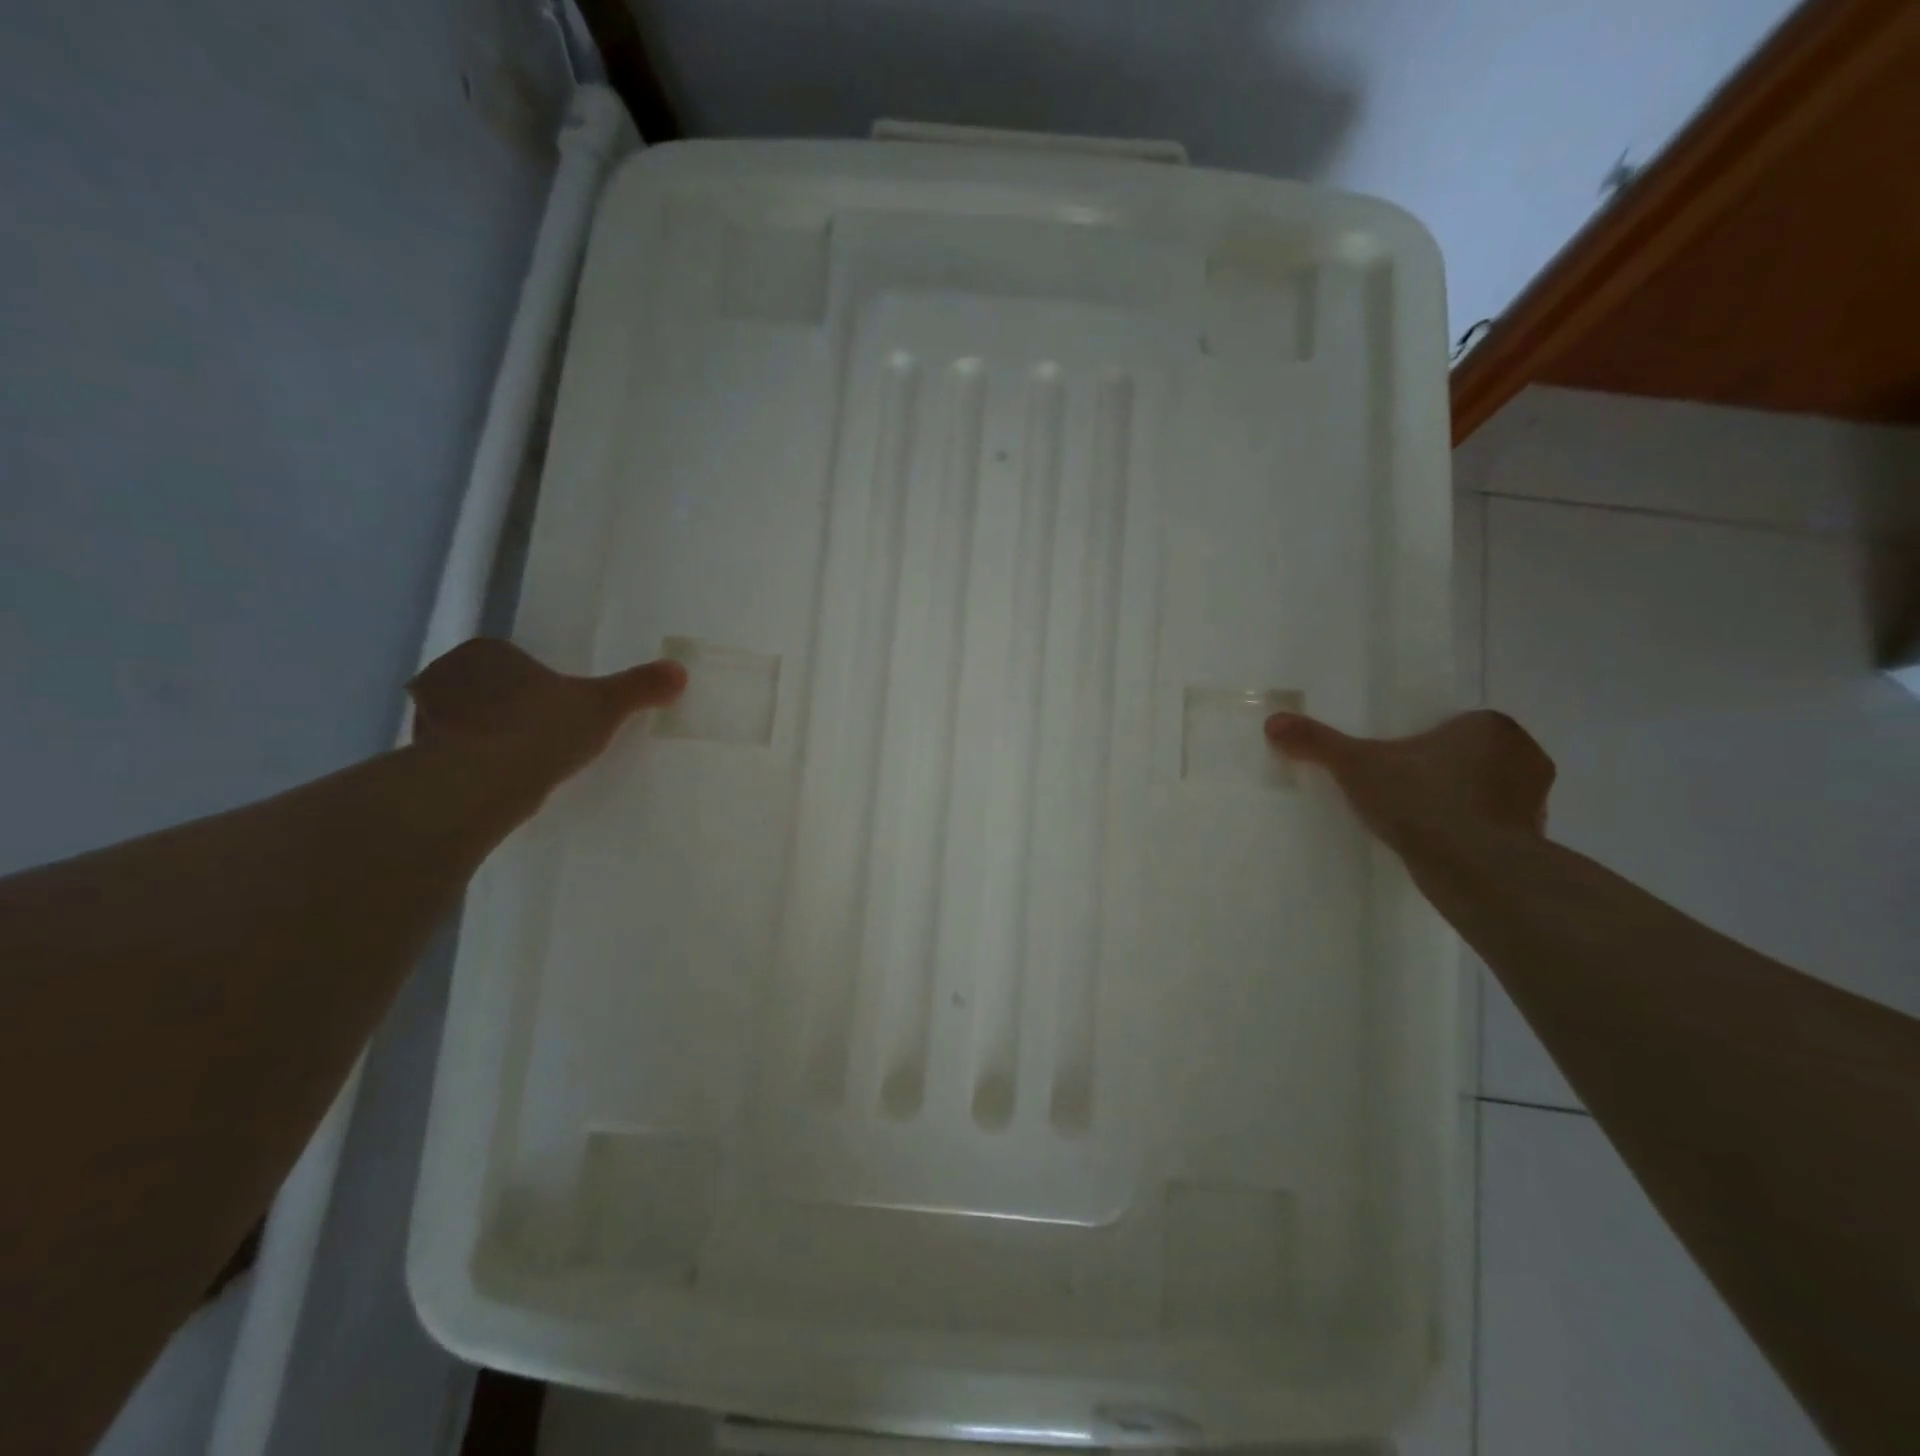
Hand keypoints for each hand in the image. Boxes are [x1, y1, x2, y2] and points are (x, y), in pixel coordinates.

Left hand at [407, 638, 686, 805]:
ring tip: (516, 763)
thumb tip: (680, 670)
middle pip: (481, 688)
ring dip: (481, 737)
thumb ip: (639, 687)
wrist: (483, 782)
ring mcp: (425, 716)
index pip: (509, 660)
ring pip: (460, 721)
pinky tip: (493, 783)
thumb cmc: (543, 729)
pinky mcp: (415, 755)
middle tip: (536, 735)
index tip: (551, 707)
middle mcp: (447, 674)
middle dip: (501, 708)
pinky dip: (465, 765)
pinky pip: (446, 755)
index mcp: (488, 652)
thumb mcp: (603, 706)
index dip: (531, 682)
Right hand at [1265, 708, 1555, 852]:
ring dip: (1462, 804)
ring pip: (1488, 793)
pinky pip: (1495, 829)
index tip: (1398, 760)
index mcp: (1490, 726)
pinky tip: (1440, 848)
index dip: (1425, 741)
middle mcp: (1524, 756)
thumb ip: (1318, 742)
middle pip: (1473, 757)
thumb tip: (1273, 722)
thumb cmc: (1422, 801)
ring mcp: (1535, 802)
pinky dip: (1473, 835)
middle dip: (1444, 772)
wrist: (1475, 869)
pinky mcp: (1535, 841)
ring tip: (1420, 822)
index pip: (1455, 725)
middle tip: (1404, 789)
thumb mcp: (1356, 766)